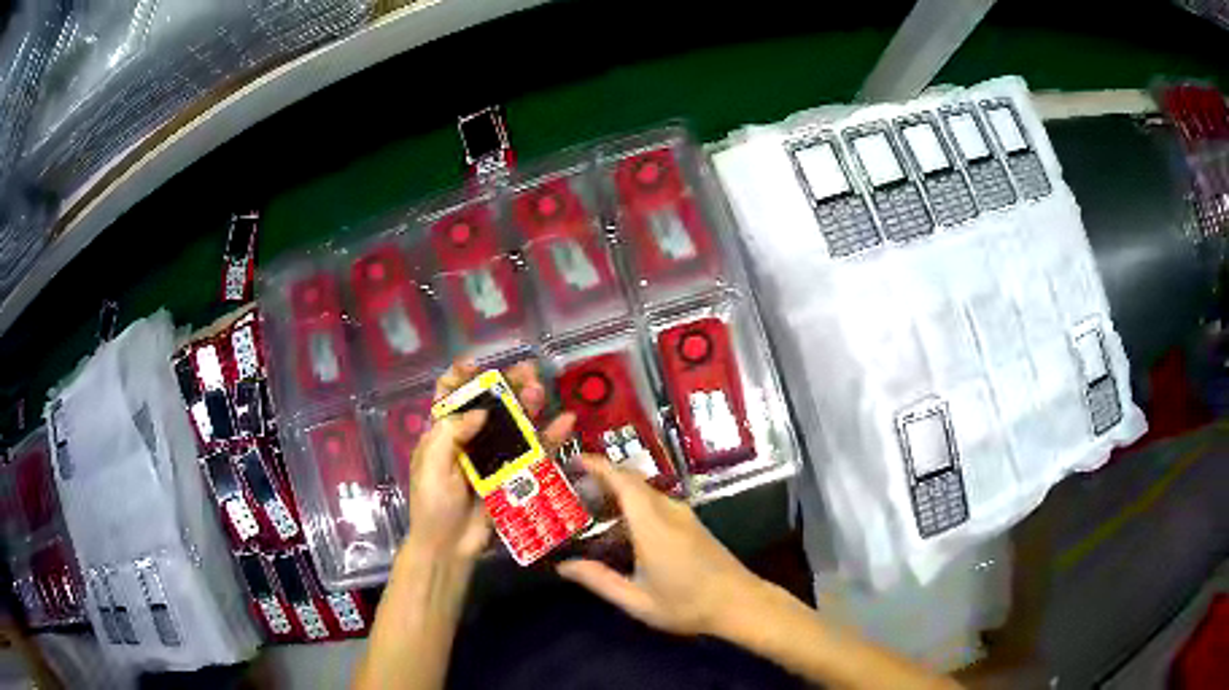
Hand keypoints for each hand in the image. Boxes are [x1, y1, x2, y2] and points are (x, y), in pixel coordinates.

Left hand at [404, 359, 574, 562]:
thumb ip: (451, 434)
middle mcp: (469, 440)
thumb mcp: (433, 466)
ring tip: (540, 391)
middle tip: (528, 371)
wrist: (449, 547)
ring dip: (528, 406)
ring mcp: (493, 458)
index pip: (449, 396)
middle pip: (489, 405)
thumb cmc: (433, 504)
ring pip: (514, 425)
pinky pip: (533, 453)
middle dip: (506, 386)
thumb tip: (482, 410)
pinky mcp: (513, 476)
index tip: (477, 365)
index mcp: (442, 434)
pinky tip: (564, 422)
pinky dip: (549, 437)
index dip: (461, 377)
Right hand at [557, 455, 764, 636]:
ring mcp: (684, 515)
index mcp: (653, 525)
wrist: (739, 603)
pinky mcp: (691, 523)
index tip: (573, 459)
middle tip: (571, 488)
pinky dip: (633, 504)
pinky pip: (657, 502)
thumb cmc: (686, 604)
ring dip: (618, 492)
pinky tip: (620, 526)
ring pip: (645, 492)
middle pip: (632, 482)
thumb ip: (599, 580)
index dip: (598, 465)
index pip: (623, 482)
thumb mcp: (637, 600)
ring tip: (589, 507)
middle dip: (602, 477)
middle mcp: (669, 511)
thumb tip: (563, 566)